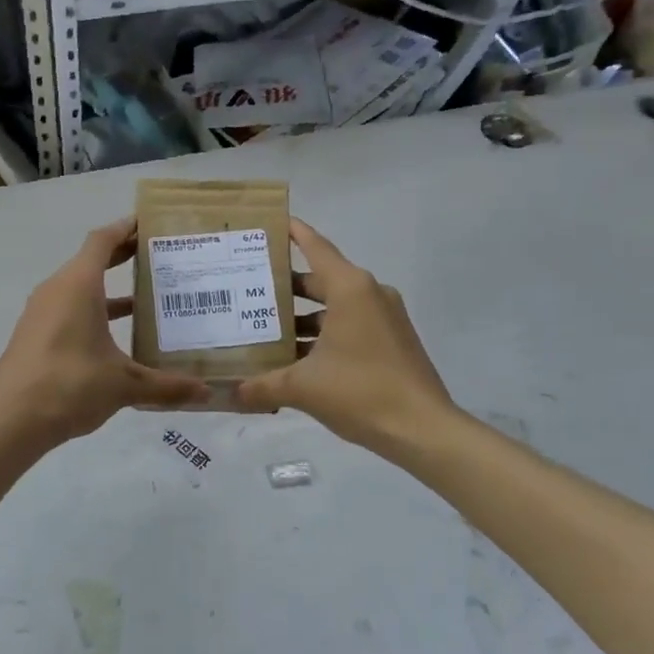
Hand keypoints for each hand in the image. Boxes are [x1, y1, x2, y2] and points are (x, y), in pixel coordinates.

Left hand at [0, 219, 211, 450]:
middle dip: (123, 256)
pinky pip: (68, 310)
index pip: (102, 240)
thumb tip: (206, 393)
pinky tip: (118, 338)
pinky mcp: (35, 336)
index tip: (149, 223)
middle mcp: (56, 290)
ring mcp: (41, 314)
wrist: (10, 421)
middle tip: (159, 256)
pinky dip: (94, 312)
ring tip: (146, 298)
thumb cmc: (69, 386)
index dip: (125, 228)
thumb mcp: (124, 384)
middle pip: (91, 261)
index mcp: (78, 286)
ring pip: (79, 289)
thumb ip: (167, 386)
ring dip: (110, 290)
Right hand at [235, 220, 458, 455]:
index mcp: (351, 289)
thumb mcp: (302, 388)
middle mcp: (370, 294)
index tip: (271, 223)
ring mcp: (386, 318)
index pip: (317, 247)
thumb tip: (231, 393)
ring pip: (336, 306)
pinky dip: (325, 334)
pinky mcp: (393, 341)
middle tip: (251, 288)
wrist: (422, 429)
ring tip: (268, 329)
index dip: (294, 233)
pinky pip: (352, 325)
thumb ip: (263, 386)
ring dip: (305, 316)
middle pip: (322, 278)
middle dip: (288, 285)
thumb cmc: (360, 392)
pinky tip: (298, 357)